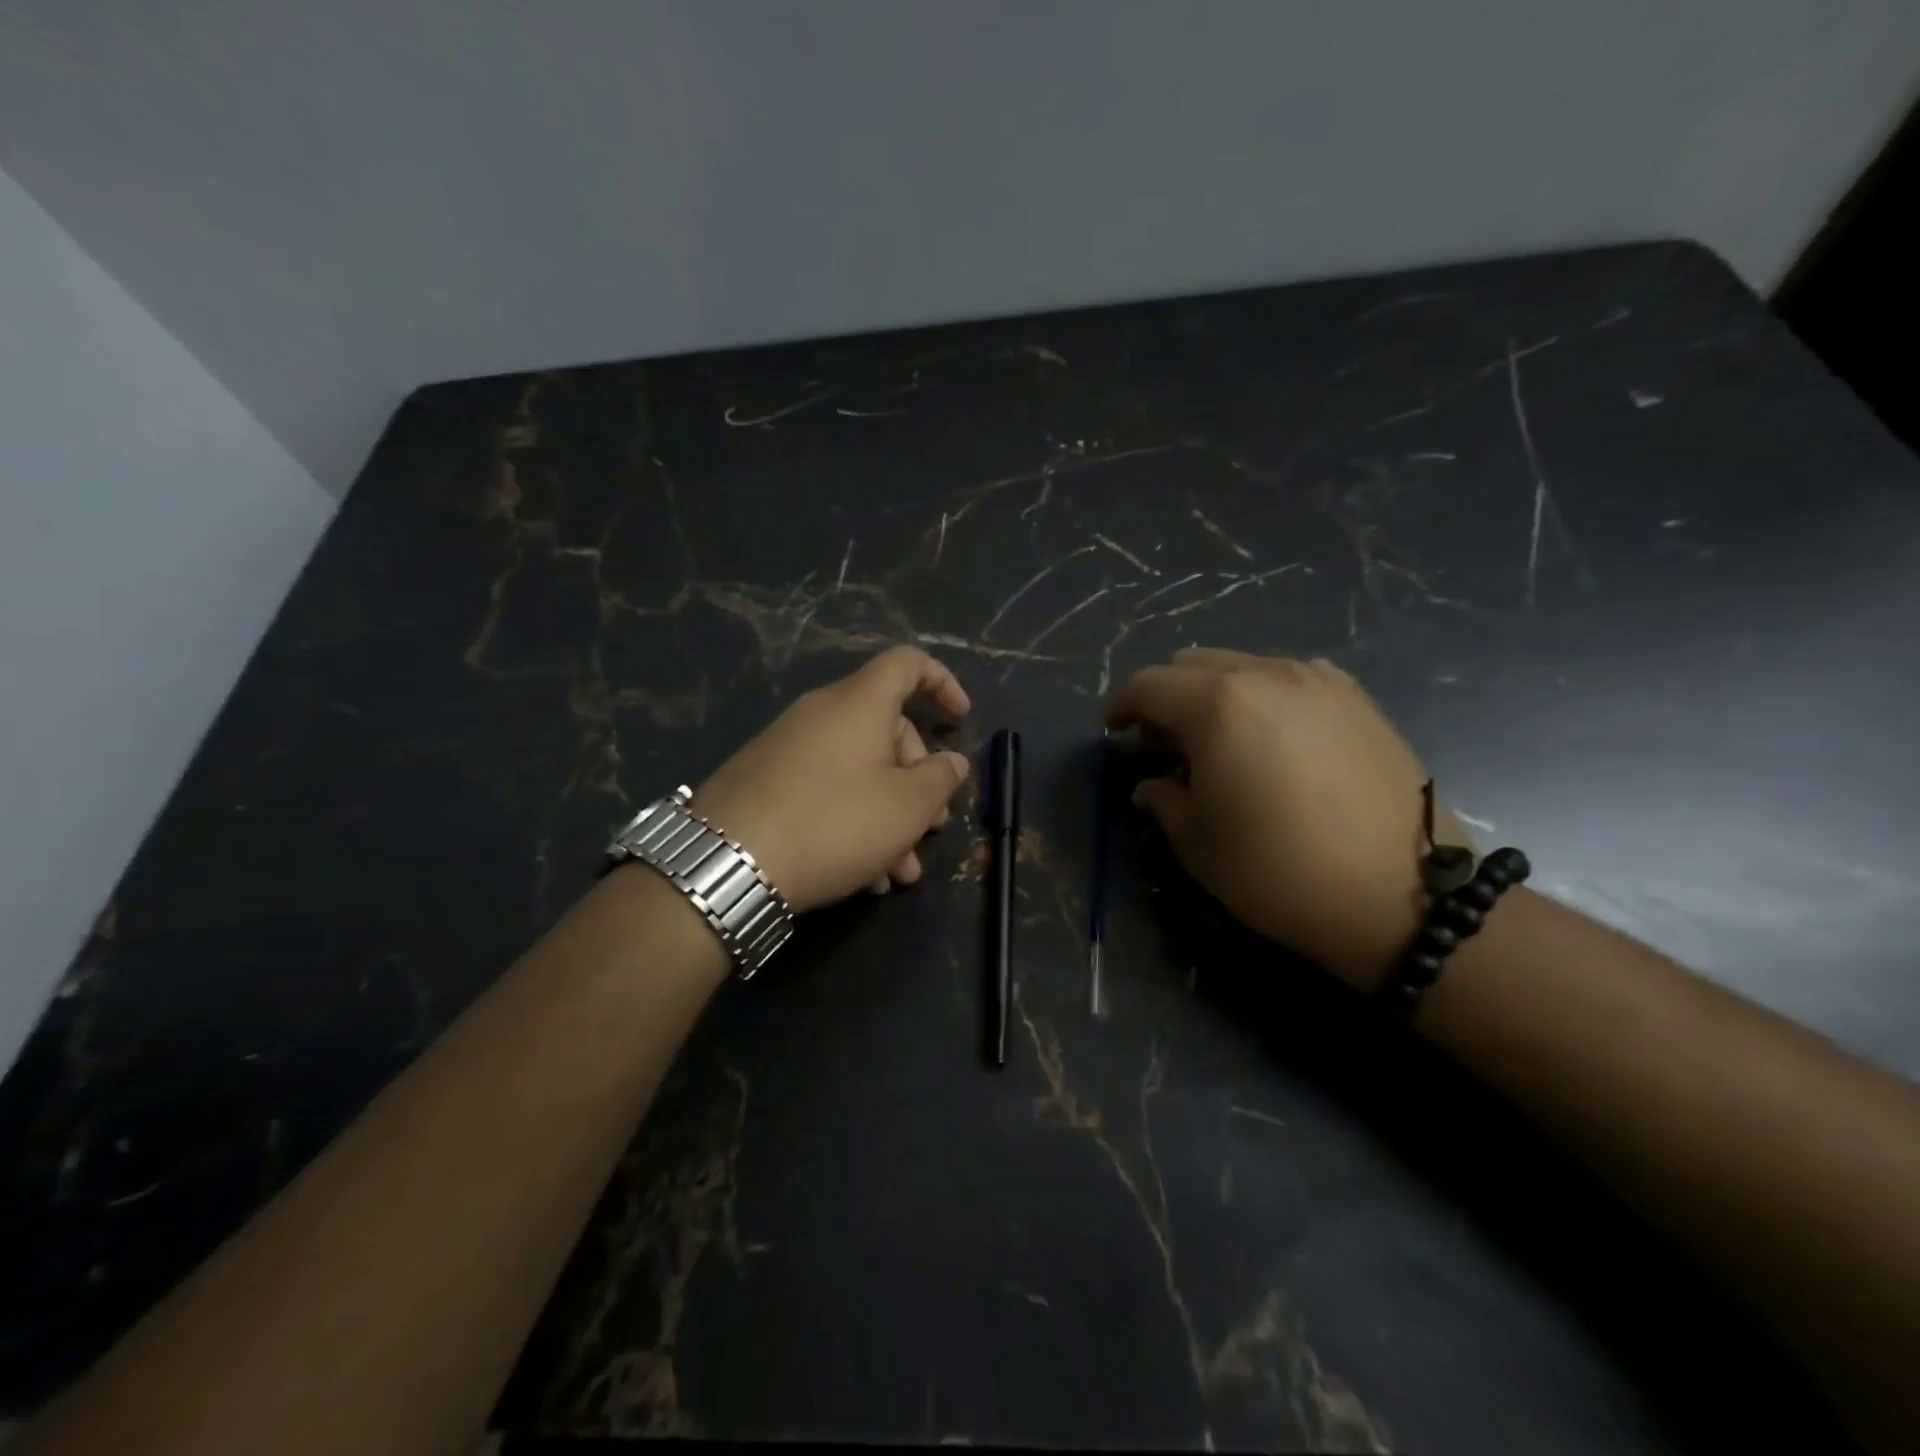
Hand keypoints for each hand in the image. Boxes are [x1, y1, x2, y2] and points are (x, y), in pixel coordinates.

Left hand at [692, 647, 972, 912]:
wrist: (725, 864)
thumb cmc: (833, 823)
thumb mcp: (906, 807)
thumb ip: (940, 779)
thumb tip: (952, 762)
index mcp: (859, 703)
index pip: (907, 664)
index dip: (942, 683)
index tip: (960, 721)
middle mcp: (822, 714)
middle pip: (887, 728)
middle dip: (919, 780)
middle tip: (932, 828)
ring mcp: (788, 748)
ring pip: (858, 770)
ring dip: (890, 816)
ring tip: (900, 873)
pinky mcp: (765, 782)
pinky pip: (825, 790)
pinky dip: (853, 822)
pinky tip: (862, 876)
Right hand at [1103, 649, 1465, 988]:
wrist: (1404, 893)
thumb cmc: (1280, 870)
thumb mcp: (1199, 844)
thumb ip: (1164, 799)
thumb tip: (1151, 784)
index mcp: (1217, 705)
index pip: (1148, 685)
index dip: (1121, 705)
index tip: (1113, 730)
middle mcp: (1266, 674)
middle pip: (1192, 664)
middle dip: (1165, 697)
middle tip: (1162, 743)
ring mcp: (1317, 680)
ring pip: (1241, 665)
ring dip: (1212, 693)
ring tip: (1218, 741)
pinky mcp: (1356, 697)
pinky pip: (1288, 677)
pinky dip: (1260, 695)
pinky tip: (1271, 737)